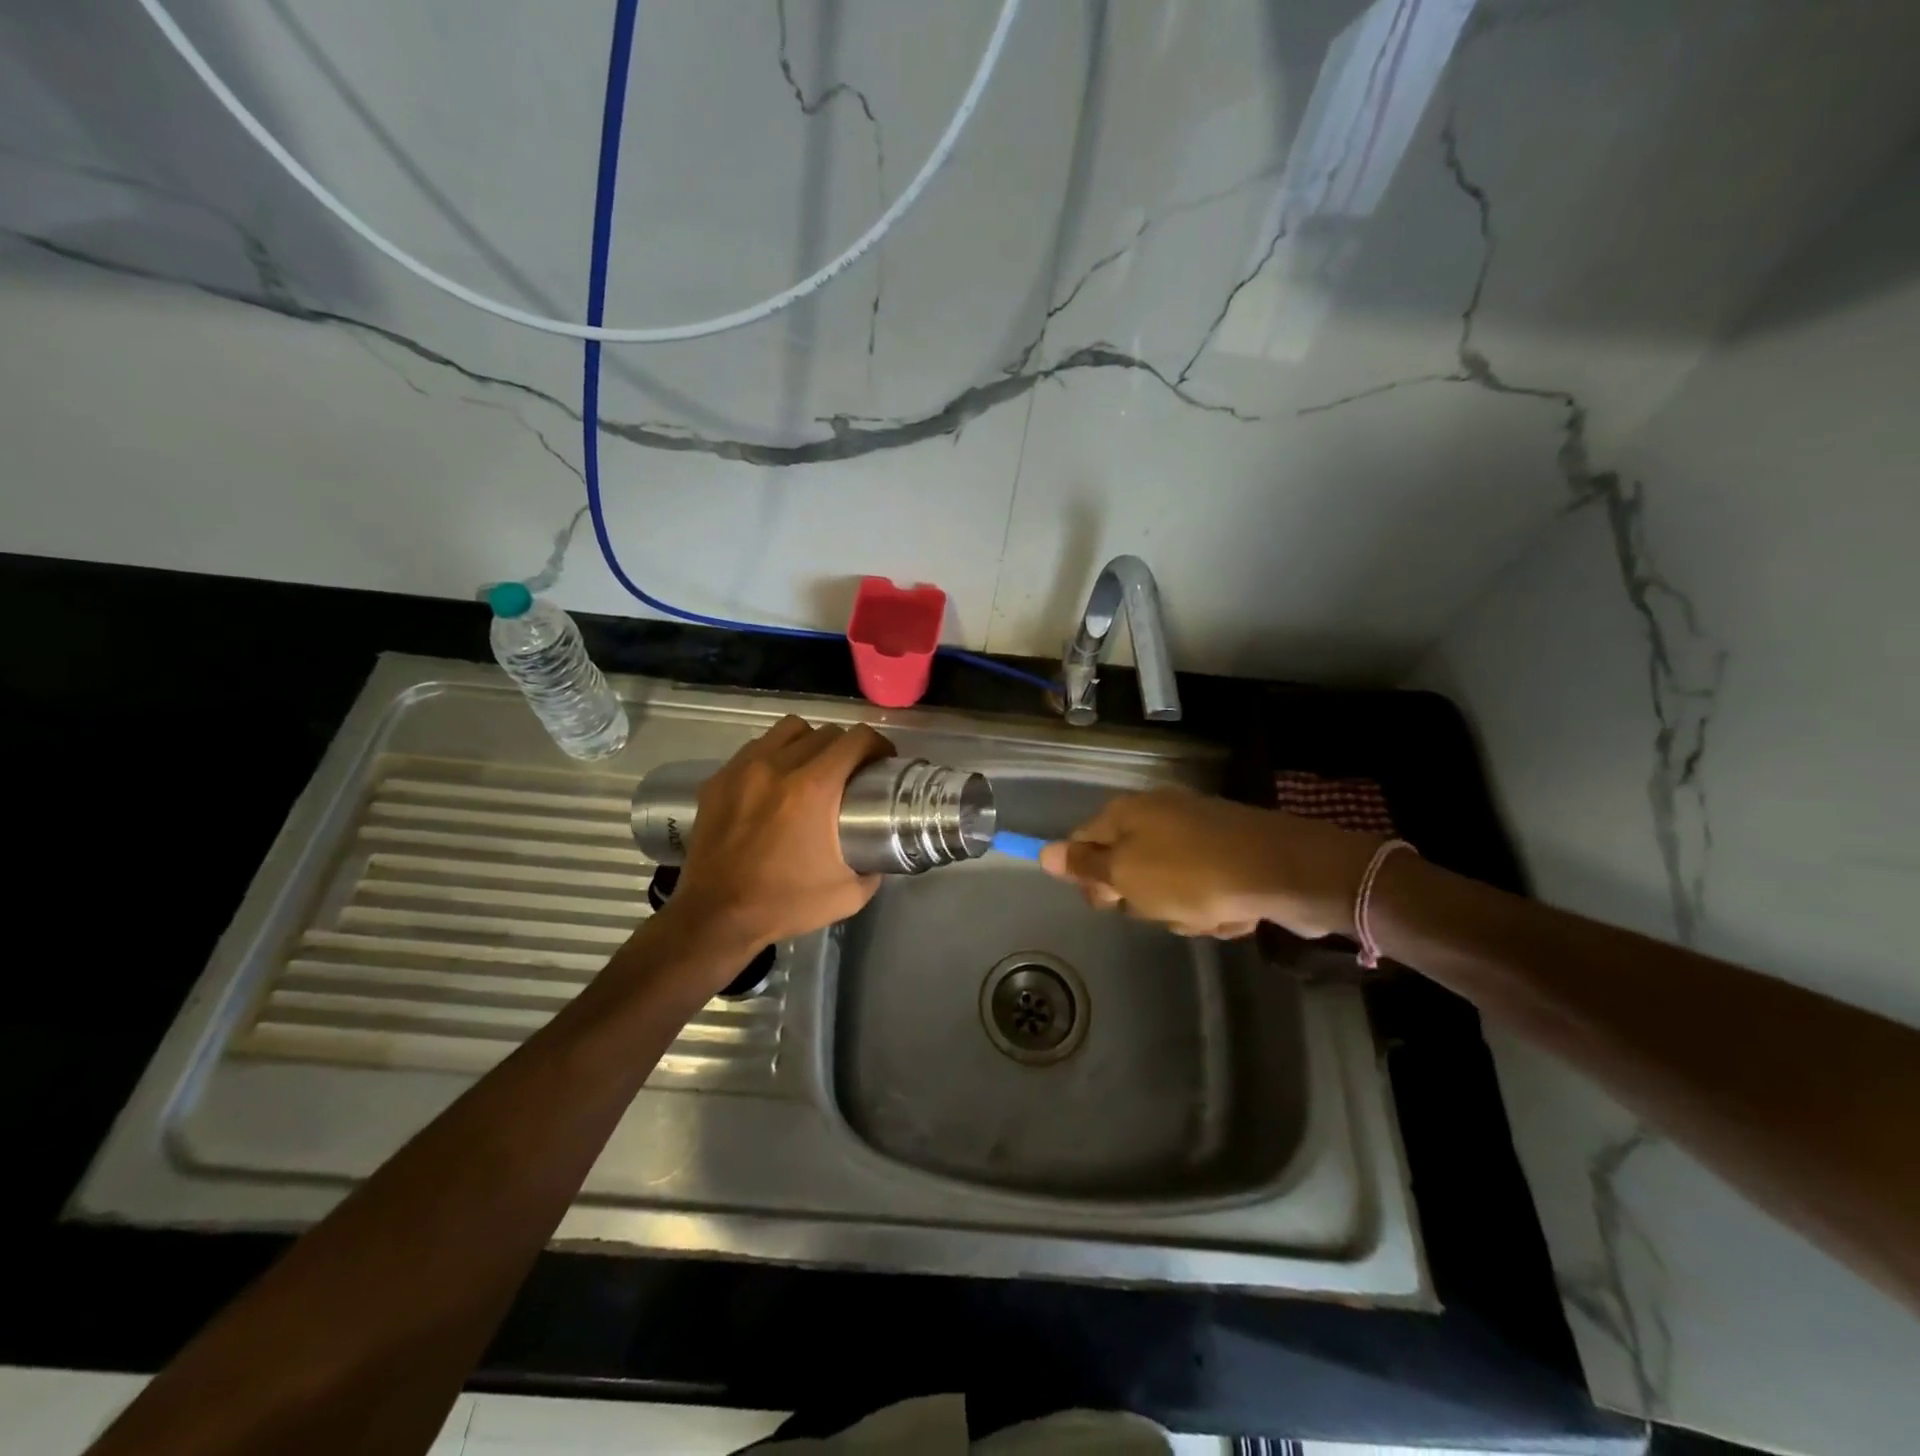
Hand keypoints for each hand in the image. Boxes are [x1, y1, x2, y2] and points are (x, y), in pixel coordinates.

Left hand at [655, 716, 893, 962]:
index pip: (855, 741)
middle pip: (824, 733)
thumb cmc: (784, 904)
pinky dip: (773, 756)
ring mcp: (743, 769)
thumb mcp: (847, 895)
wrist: (715, 917)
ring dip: (808, 742)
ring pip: (787, 730)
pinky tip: (774, 783)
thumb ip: (872, 869)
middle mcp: (777, 767)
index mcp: (813, 788)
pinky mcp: (718, 780)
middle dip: (846, 747)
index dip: (877, 745)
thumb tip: (879, 856)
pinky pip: (755, 749)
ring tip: (812, 768)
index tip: (883, 762)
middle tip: (851, 772)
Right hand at [1038, 787, 1381, 938]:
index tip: (1107, 902)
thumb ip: (1085, 866)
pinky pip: (1205, 889)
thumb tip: (1042, 852)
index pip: (1085, 842)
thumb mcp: (1126, 874)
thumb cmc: (1191, 874)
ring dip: (1181, 910)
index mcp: (1128, 812)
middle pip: (1127, 867)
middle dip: (1142, 898)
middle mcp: (1160, 815)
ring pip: (1167, 886)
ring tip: (1204, 913)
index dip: (1090, 877)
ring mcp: (1199, 833)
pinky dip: (1214, 907)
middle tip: (1159, 905)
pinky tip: (1232, 913)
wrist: (1284, 871)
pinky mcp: (1232, 854)